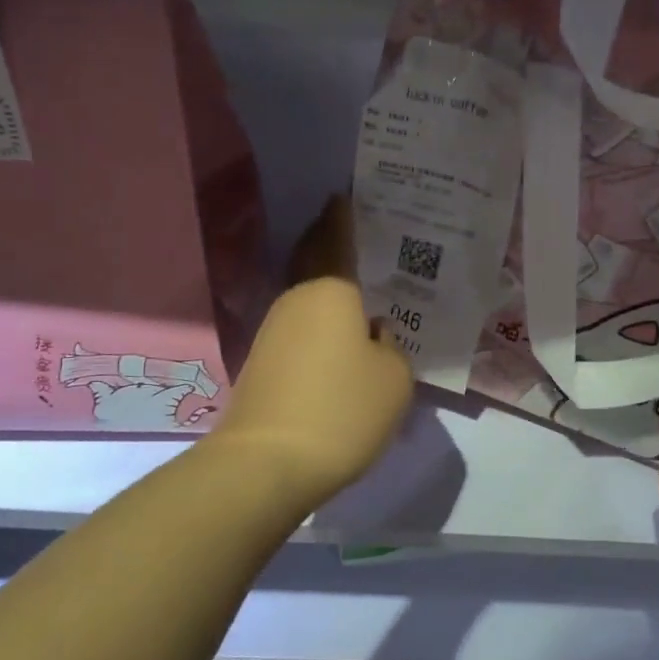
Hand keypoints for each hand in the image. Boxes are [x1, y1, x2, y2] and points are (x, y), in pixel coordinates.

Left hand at [208, 196, 413, 505]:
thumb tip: (372, 336)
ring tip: (362, 291)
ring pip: (309, 299)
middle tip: (357, 235)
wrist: (267, 465)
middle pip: (314, 262)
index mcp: (330, 291)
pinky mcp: (265, 364)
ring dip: (330, 290)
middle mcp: (296, 302)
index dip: (344, 217)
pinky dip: (322, 323)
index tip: (346, 195)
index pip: (337, 240)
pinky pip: (302, 329)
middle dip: (330, 244)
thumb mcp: (393, 378)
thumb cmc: (341, 409)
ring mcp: (274, 333)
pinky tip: (342, 338)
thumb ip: (390, 347)